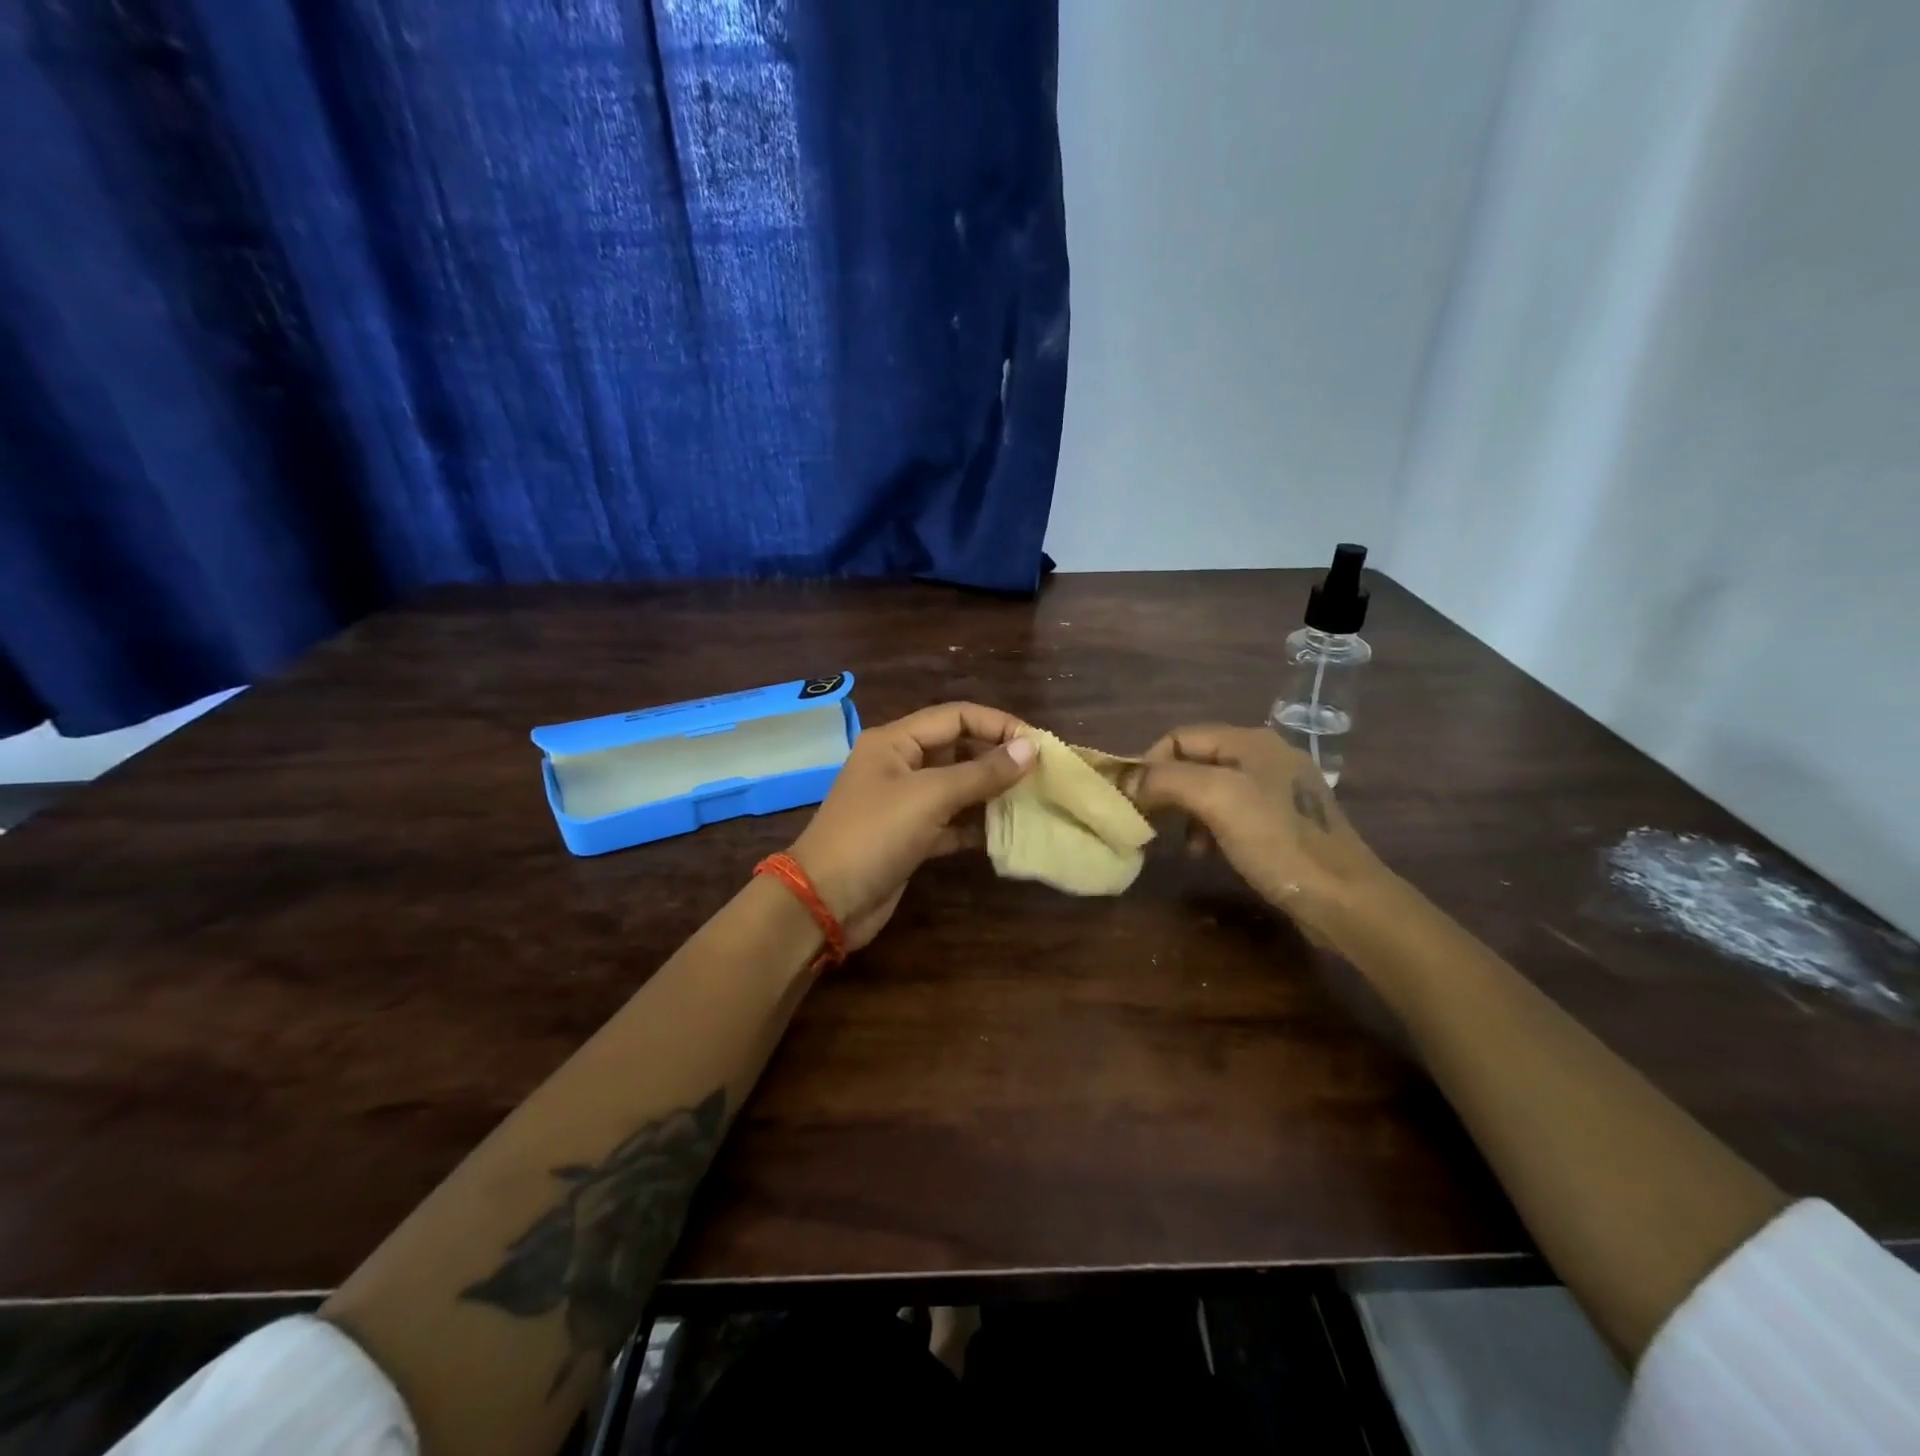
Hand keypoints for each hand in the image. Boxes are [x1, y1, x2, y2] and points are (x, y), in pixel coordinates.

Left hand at [789, 702, 1036, 949]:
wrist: (825, 900)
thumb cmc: (875, 835)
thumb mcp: (929, 796)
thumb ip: (981, 772)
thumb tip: (1030, 748)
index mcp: (895, 741)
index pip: (955, 716)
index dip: (997, 724)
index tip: (1037, 744)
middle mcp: (899, 765)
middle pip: (957, 749)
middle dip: (996, 757)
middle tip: (1041, 772)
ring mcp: (904, 803)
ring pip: (956, 786)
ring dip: (990, 791)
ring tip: (1032, 798)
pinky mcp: (910, 837)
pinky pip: (951, 821)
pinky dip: (975, 824)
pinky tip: (1005, 831)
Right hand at [1124, 725, 1390, 941]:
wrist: (1343, 898)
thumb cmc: (1277, 841)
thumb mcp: (1216, 799)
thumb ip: (1166, 780)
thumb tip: (1124, 779)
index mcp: (1251, 741)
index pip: (1180, 737)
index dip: (1150, 764)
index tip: (1133, 800)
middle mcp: (1266, 755)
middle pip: (1196, 761)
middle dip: (1168, 790)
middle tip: (1150, 822)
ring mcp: (1279, 788)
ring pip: (1211, 789)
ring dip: (1187, 812)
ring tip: (1183, 845)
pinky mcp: (1285, 820)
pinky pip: (1232, 812)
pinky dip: (1210, 828)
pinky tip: (1208, 852)